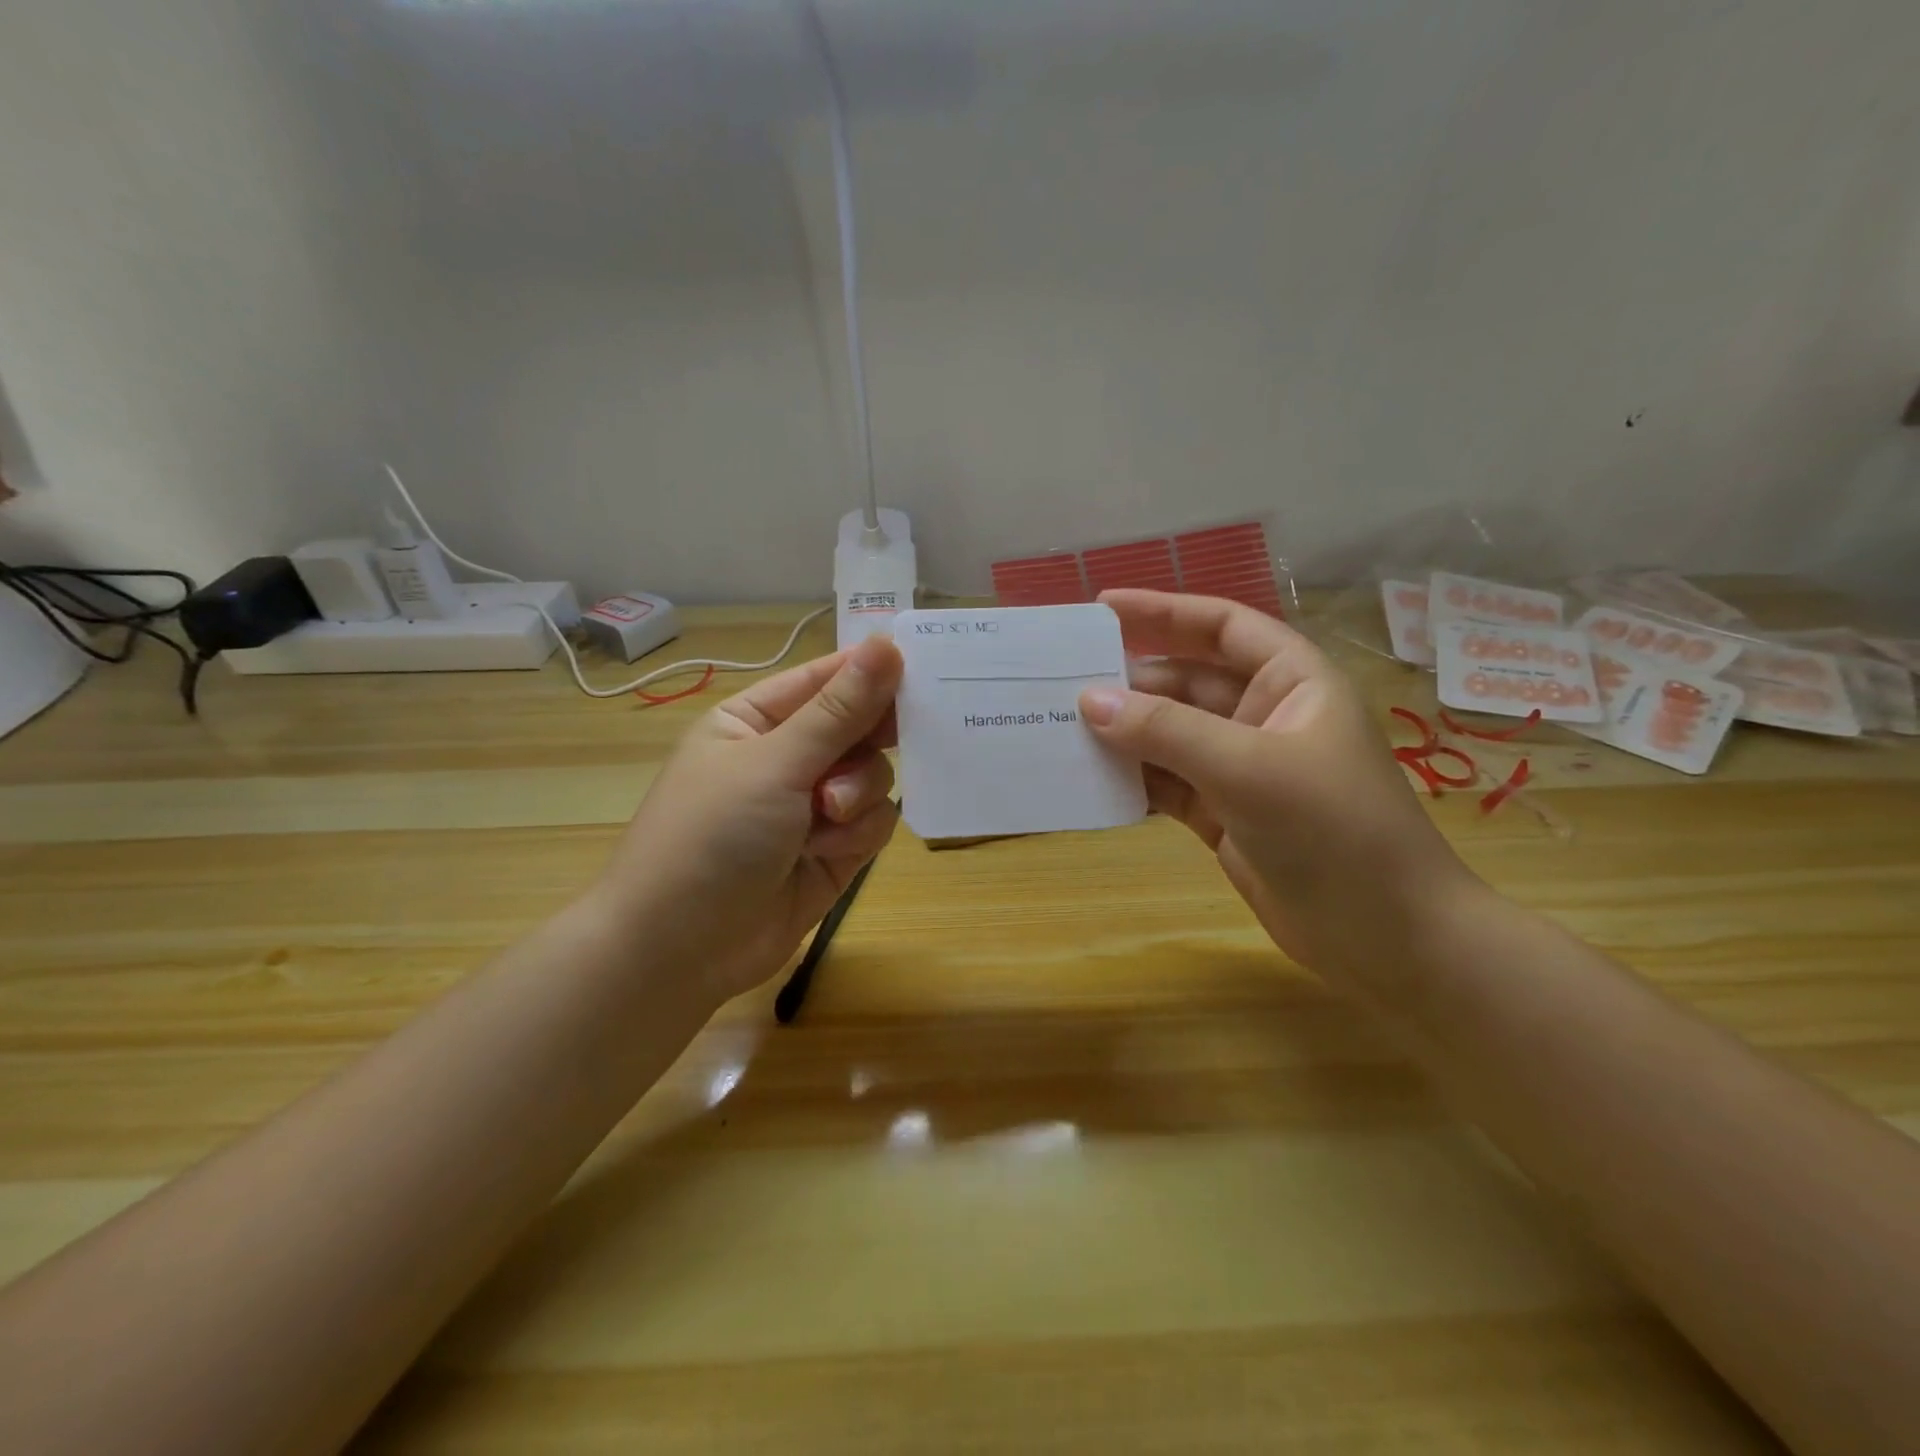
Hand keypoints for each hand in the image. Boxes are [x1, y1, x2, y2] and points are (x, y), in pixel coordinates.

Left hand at [590, 634, 903, 1007]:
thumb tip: (887, 644)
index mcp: (757, 719)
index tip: (923, 668)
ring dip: (857, 794)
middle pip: (859, 726)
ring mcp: (812, 805)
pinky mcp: (834, 849)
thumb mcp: (774, 764)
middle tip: (895, 740)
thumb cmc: (711, 836)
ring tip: (827, 817)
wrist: (679, 951)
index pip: (827, 679)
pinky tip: (828, 850)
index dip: (872, 672)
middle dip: (869, 741)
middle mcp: (787, 756)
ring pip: (874, 776)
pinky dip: (858, 833)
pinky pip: (875, 821)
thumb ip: (839, 711)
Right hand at [1079, 590, 1482, 995]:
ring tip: (1059, 729)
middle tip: (1059, 682)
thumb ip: (1166, 731)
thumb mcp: (1249, 769)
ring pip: (1169, 736)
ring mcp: (1241, 769)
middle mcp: (1264, 716)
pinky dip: (1132, 781)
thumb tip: (1088, 701)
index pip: (1221, 627)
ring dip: (1123, 734)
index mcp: (1291, 681)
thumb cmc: (1335, 832)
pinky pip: (1166, 784)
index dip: (1163, 611)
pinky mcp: (1223, 815)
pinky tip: (1090, 781)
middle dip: (1128, 682)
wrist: (1387, 940)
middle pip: (1184, 683)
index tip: (1100, 608)